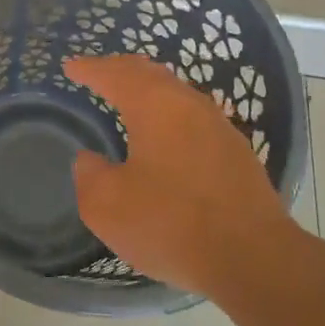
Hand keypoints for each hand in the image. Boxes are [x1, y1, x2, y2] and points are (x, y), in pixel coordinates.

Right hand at [64, 54, 309, 299]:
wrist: (254, 258)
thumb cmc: (171, 224)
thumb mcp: (107, 205)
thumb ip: (89, 175)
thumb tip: (90, 159)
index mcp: (155, 105)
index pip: (115, 74)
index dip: (90, 68)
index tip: (70, 67)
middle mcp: (189, 105)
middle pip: (151, 74)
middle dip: (121, 70)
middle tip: (98, 73)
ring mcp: (219, 128)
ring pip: (177, 95)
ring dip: (150, 91)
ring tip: (130, 99)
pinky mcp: (237, 154)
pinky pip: (194, 119)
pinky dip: (170, 116)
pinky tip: (166, 136)